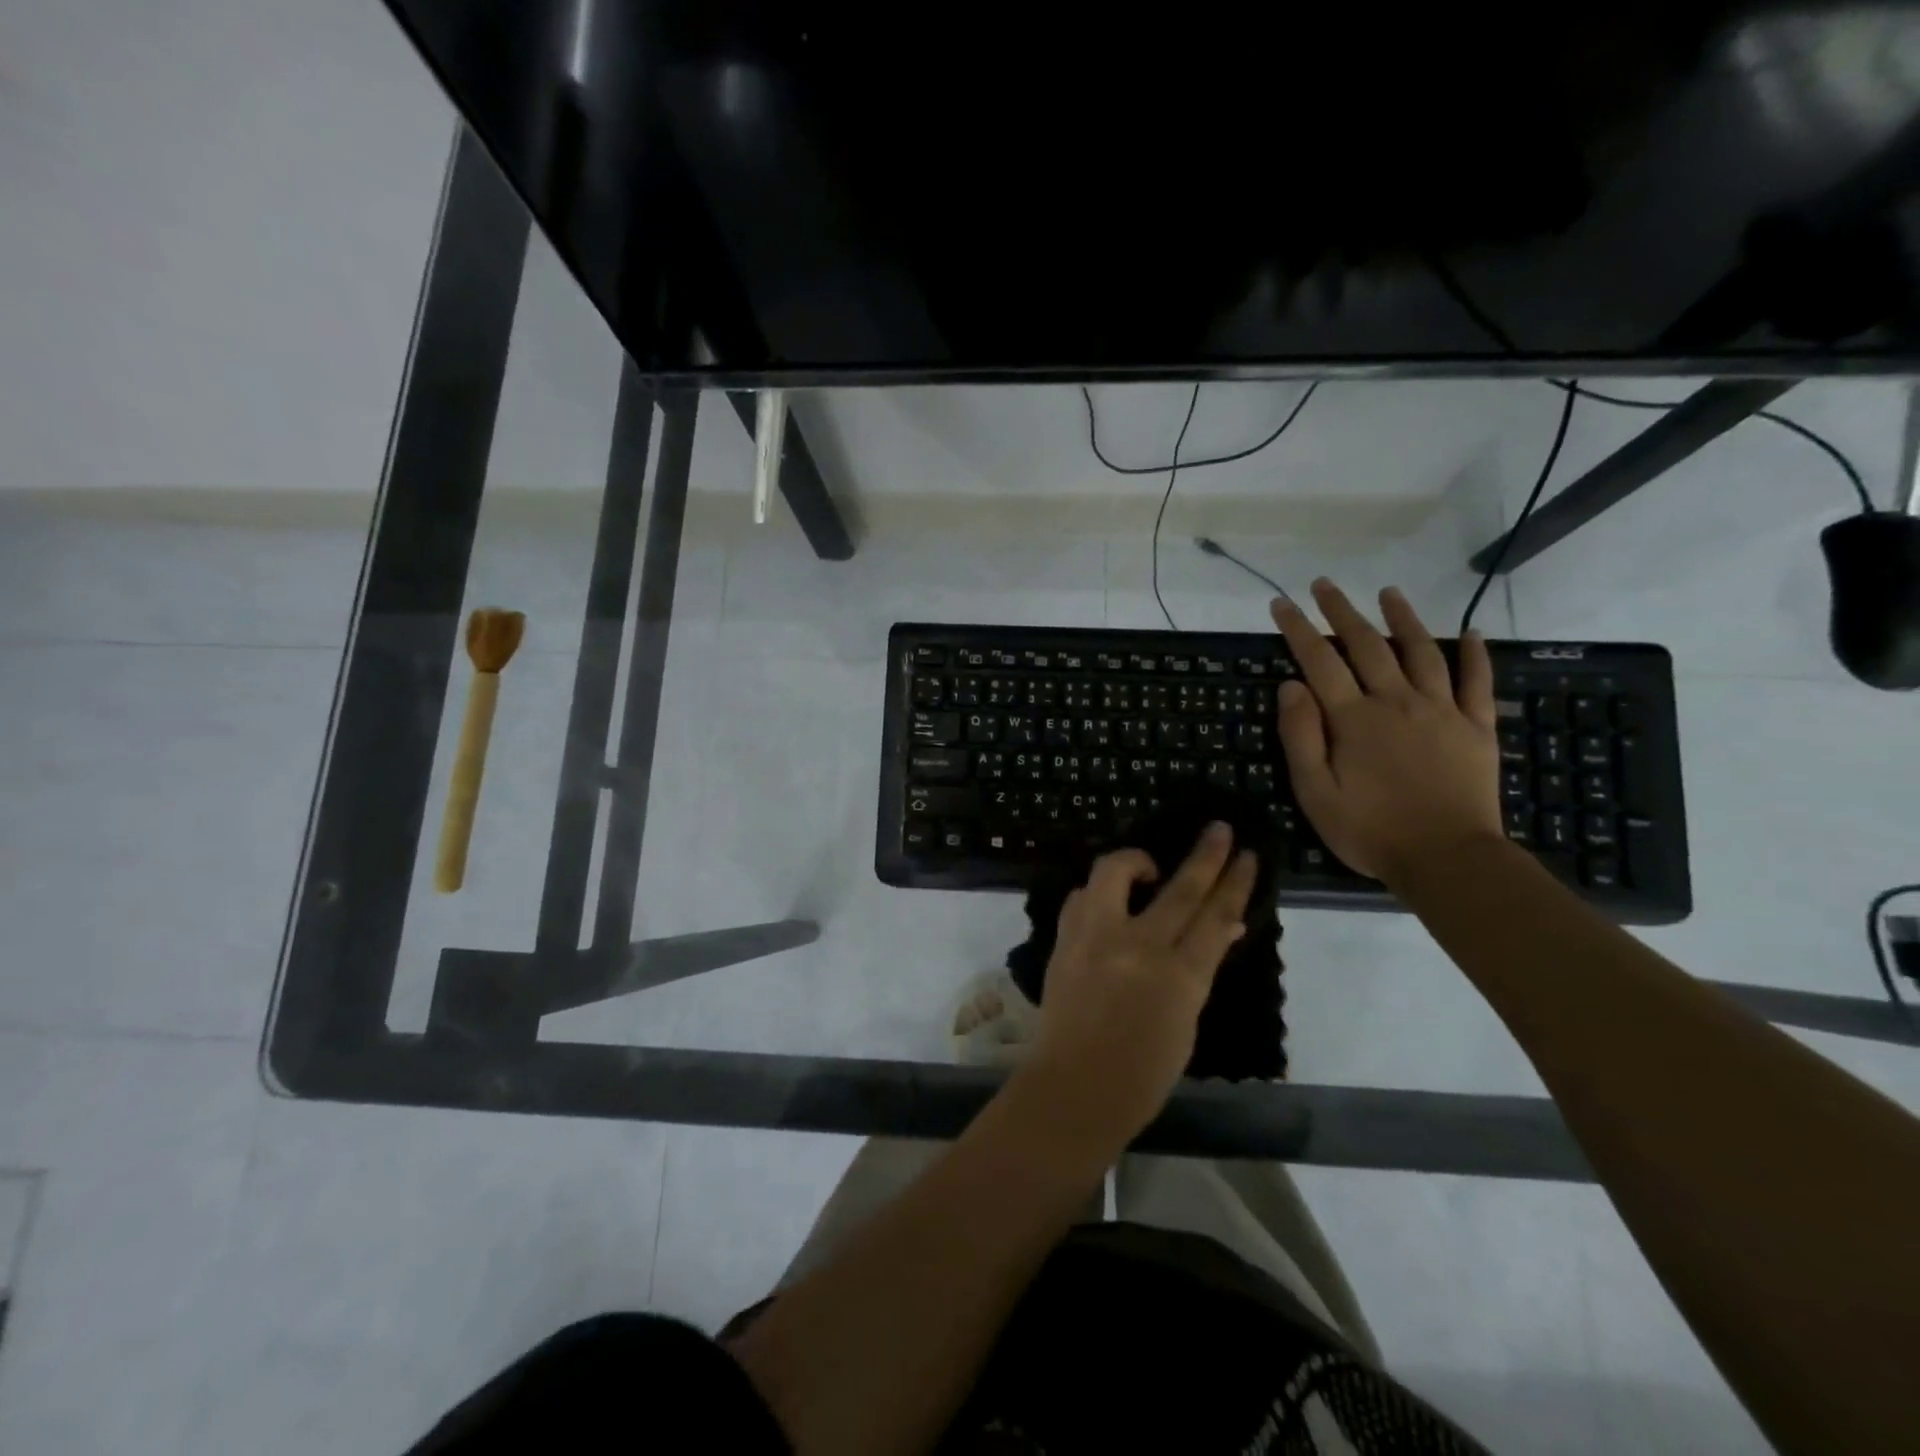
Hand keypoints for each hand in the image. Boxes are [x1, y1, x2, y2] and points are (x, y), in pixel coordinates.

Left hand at [1020, 825, 1256, 1147]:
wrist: (1075, 1086)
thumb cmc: (1143, 1072)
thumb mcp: (1186, 1021)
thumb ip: (1199, 969)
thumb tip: (1221, 928)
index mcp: (1180, 976)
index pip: (1216, 916)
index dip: (1234, 882)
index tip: (1246, 854)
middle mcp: (1139, 946)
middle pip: (1180, 888)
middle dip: (1205, 855)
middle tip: (1218, 829)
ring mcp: (1096, 937)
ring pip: (1115, 872)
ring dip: (1137, 859)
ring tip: (1148, 866)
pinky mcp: (1065, 939)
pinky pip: (1082, 898)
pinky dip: (1097, 893)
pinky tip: (1107, 901)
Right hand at [1270, 579, 1503, 885]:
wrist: (1447, 858)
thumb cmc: (1369, 830)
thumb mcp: (1315, 792)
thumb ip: (1300, 736)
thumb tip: (1291, 686)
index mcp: (1353, 719)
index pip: (1319, 662)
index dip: (1298, 630)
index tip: (1281, 604)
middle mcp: (1396, 702)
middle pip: (1366, 645)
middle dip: (1341, 611)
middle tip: (1324, 584)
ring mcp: (1441, 711)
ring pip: (1420, 652)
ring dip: (1402, 618)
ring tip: (1388, 591)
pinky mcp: (1476, 727)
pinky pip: (1477, 682)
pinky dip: (1474, 654)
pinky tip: (1470, 632)